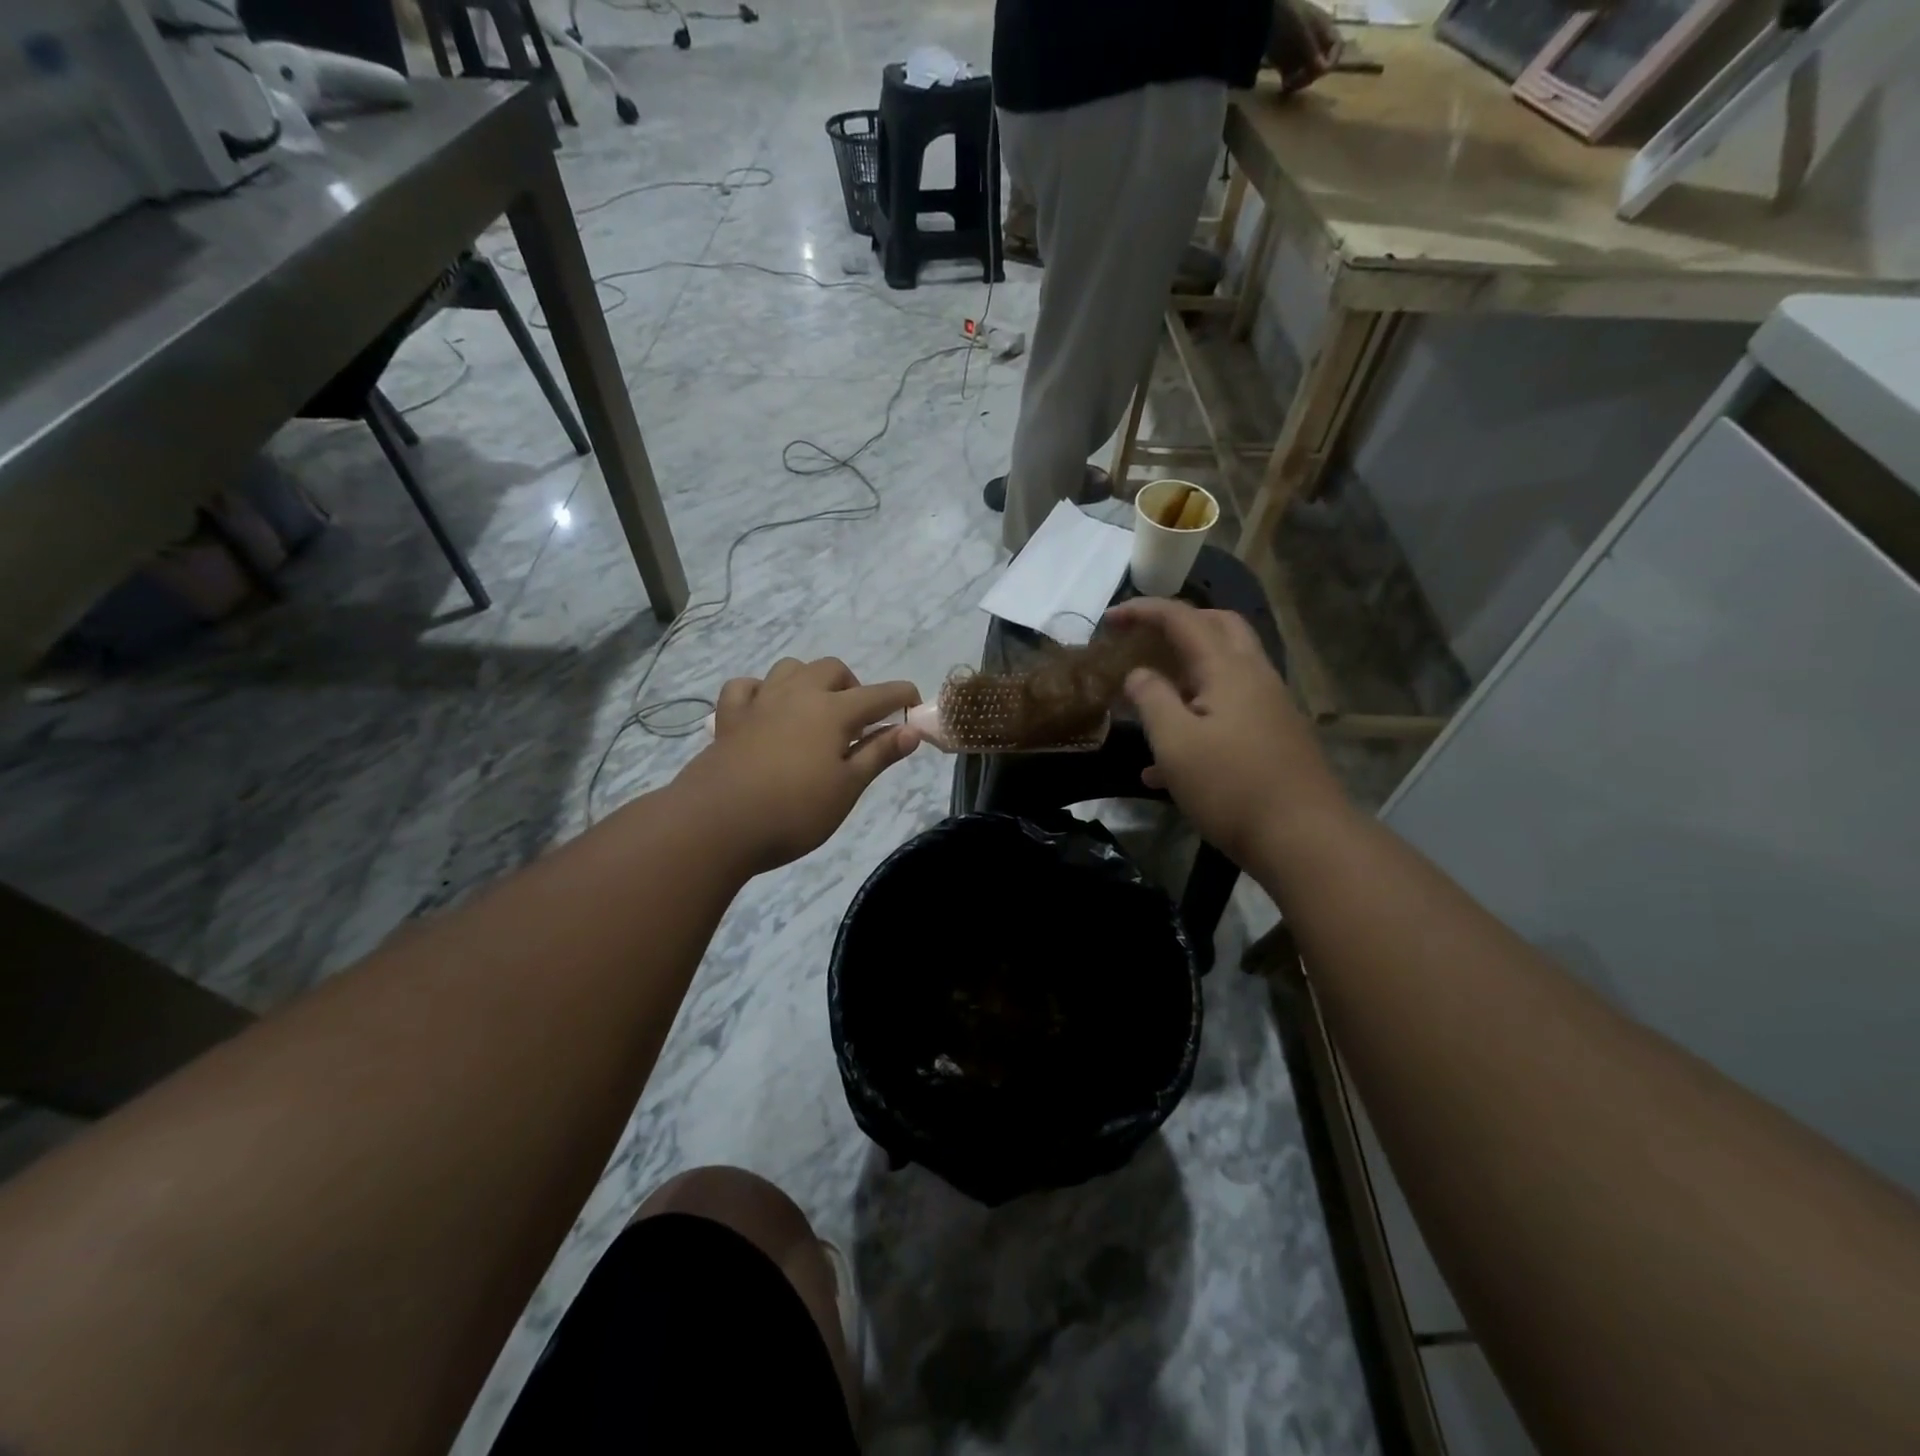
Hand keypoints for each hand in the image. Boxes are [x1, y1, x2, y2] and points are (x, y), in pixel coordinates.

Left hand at [678, 657, 919, 873]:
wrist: (717, 824)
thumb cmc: (794, 811)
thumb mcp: (847, 788)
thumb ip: (879, 754)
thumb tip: (912, 730)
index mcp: (833, 711)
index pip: (879, 695)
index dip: (902, 697)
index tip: (915, 705)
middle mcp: (797, 694)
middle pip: (832, 669)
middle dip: (853, 686)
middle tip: (859, 722)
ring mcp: (759, 702)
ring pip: (790, 668)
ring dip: (809, 681)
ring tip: (815, 712)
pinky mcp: (729, 718)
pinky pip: (746, 687)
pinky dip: (761, 692)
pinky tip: (766, 712)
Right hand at [1106, 599, 1350, 866]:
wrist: (1303, 837)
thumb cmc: (1231, 785)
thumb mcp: (1176, 742)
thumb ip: (1151, 699)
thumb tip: (1139, 674)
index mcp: (1228, 668)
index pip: (1182, 618)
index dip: (1143, 611)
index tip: (1109, 620)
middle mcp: (1253, 676)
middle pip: (1218, 627)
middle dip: (1178, 625)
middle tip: (1144, 640)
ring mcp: (1268, 707)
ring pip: (1225, 669)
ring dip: (1186, 671)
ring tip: (1150, 697)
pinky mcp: (1273, 737)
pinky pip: (1230, 709)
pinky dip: (1198, 715)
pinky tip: (1166, 766)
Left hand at [1267, 0, 1338, 93]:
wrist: (1264, 18)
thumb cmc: (1289, 21)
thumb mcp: (1304, 35)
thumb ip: (1313, 53)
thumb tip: (1323, 70)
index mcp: (1324, 28)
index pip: (1336, 47)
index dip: (1331, 60)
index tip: (1320, 71)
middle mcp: (1315, 40)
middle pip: (1320, 64)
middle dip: (1312, 74)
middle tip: (1300, 79)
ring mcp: (1299, 52)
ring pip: (1306, 73)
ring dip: (1301, 81)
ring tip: (1290, 83)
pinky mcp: (1285, 63)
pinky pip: (1292, 77)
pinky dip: (1290, 84)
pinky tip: (1285, 86)